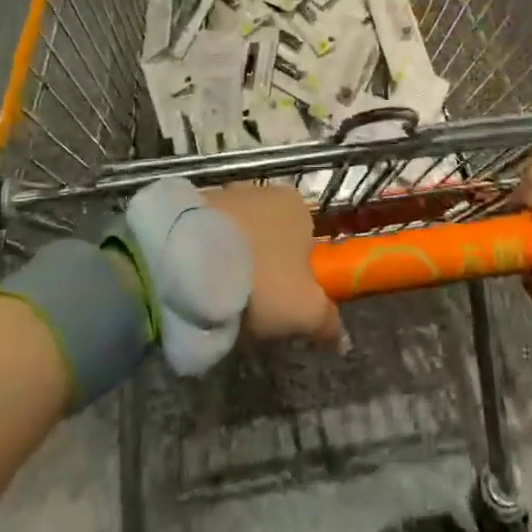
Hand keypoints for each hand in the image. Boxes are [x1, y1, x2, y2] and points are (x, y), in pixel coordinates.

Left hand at [204, 184, 345, 351]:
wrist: (189, 258)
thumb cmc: (261, 279)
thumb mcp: (304, 311)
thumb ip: (327, 322)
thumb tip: (342, 341)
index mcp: (298, 206)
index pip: (307, 244)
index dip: (297, 278)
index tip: (281, 306)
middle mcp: (263, 191)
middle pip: (270, 239)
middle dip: (263, 269)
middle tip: (249, 307)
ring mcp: (223, 194)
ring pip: (237, 236)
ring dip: (232, 262)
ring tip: (217, 298)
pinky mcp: (188, 204)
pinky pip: (206, 236)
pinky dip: (204, 256)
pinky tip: (195, 283)